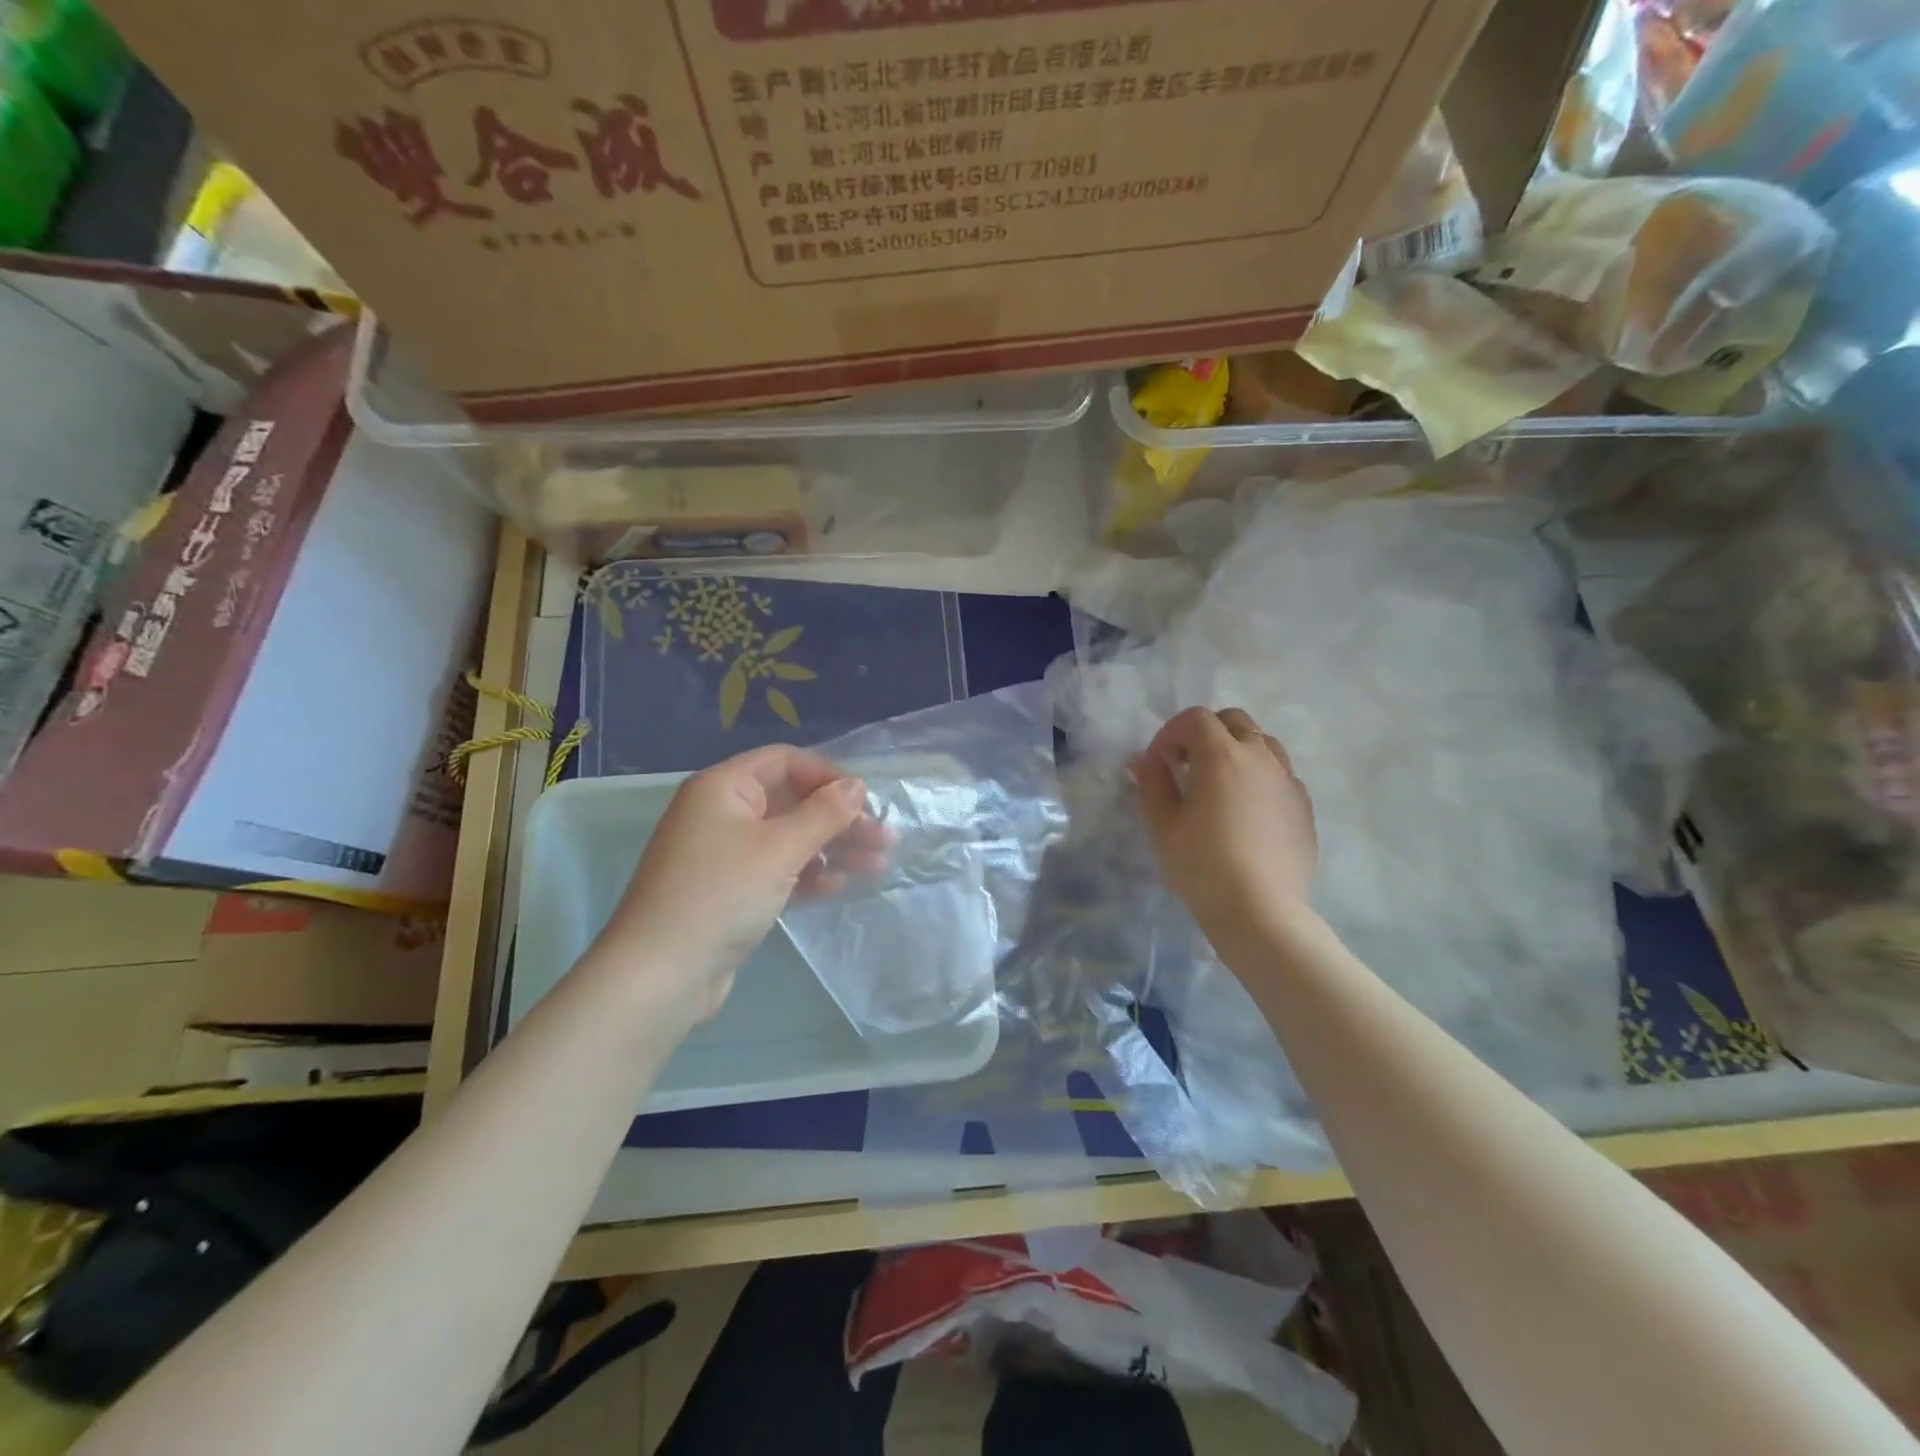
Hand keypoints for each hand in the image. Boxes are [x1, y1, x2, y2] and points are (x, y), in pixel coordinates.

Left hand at [600, 745, 888, 1021]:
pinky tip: (839, 885)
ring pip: (788, 838)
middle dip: (839, 818)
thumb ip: (824, 813)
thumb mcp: (780, 848)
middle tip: (884, 839)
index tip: (866, 801)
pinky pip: (776, 870)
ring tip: (877, 866)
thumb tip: (857, 785)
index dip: (828, 775)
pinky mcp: (728, 891)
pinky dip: (807, 874)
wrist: (660, 975)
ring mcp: (723, 854)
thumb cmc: (721, 895)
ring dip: (831, 848)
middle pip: (791, 801)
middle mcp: (721, 813)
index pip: (785, 761)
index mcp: (723, 788)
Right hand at [1133, 707, 1318, 953]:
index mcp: (1221, 755)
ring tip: (1219, 785)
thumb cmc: (1202, 866)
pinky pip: (1280, 774)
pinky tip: (1246, 811)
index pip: (1195, 718)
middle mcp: (1260, 757)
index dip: (1170, 733)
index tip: (1159, 764)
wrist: (1261, 912)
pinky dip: (1259, 777)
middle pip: (1234, 720)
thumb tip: (1142, 758)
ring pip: (1263, 743)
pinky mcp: (1303, 805)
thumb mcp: (1163, 825)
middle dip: (1206, 733)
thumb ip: (1152, 782)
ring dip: (1236, 751)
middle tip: (1187, 767)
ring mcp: (1288, 780)